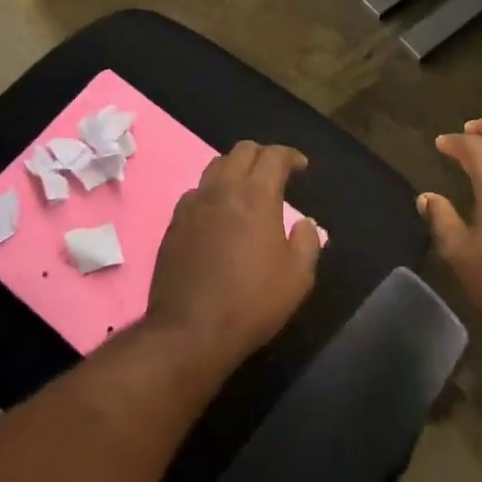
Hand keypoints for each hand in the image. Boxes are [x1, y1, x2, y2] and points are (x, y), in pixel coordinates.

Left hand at [149, 141, 322, 366]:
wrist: (190, 331)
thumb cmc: (251, 302)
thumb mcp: (298, 277)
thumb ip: (308, 242)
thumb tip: (305, 223)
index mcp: (256, 195)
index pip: (274, 155)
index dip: (290, 156)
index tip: (301, 167)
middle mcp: (222, 190)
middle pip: (242, 151)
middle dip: (263, 155)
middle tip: (276, 174)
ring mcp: (193, 205)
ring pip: (215, 167)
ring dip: (236, 169)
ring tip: (247, 190)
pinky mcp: (174, 224)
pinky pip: (196, 193)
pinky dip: (213, 192)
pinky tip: (219, 215)